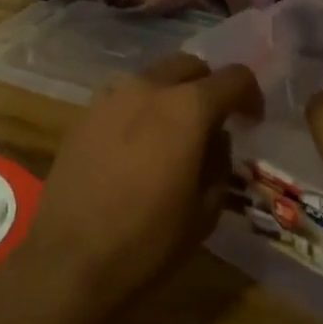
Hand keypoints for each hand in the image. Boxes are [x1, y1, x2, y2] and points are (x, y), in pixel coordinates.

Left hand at [20, 54, 261, 314]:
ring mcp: (112, 96)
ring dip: (172, 94)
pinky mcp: (85, 112)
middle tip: (213, 121)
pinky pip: (123, 97)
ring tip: (172, 133)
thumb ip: (219, 162)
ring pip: (154, 77)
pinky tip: (136, 145)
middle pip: (190, 65)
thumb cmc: (148, 240)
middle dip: (208, 86)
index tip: (252, 120)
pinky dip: (140, 109)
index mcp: (188, 107)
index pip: (233, 77)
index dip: (250, 95)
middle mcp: (149, 87)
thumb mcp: (205, 210)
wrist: (70, 258)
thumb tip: (214, 138)